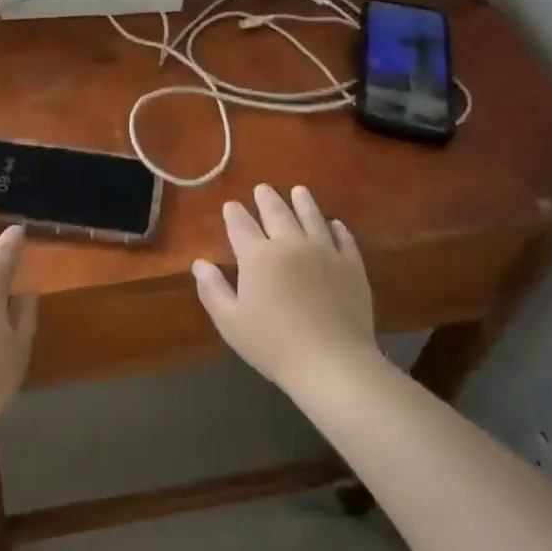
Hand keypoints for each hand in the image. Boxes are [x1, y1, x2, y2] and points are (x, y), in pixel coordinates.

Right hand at [192, 184, 380, 395]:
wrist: (332, 362)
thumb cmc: (273, 344)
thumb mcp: (230, 322)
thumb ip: (212, 289)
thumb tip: (199, 264)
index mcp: (257, 255)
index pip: (240, 224)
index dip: (233, 213)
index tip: (230, 205)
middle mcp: (290, 243)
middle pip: (276, 212)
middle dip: (266, 199)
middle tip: (262, 188)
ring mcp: (325, 251)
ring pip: (311, 216)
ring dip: (303, 202)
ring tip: (299, 191)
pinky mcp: (352, 265)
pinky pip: (344, 238)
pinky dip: (337, 228)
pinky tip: (335, 224)